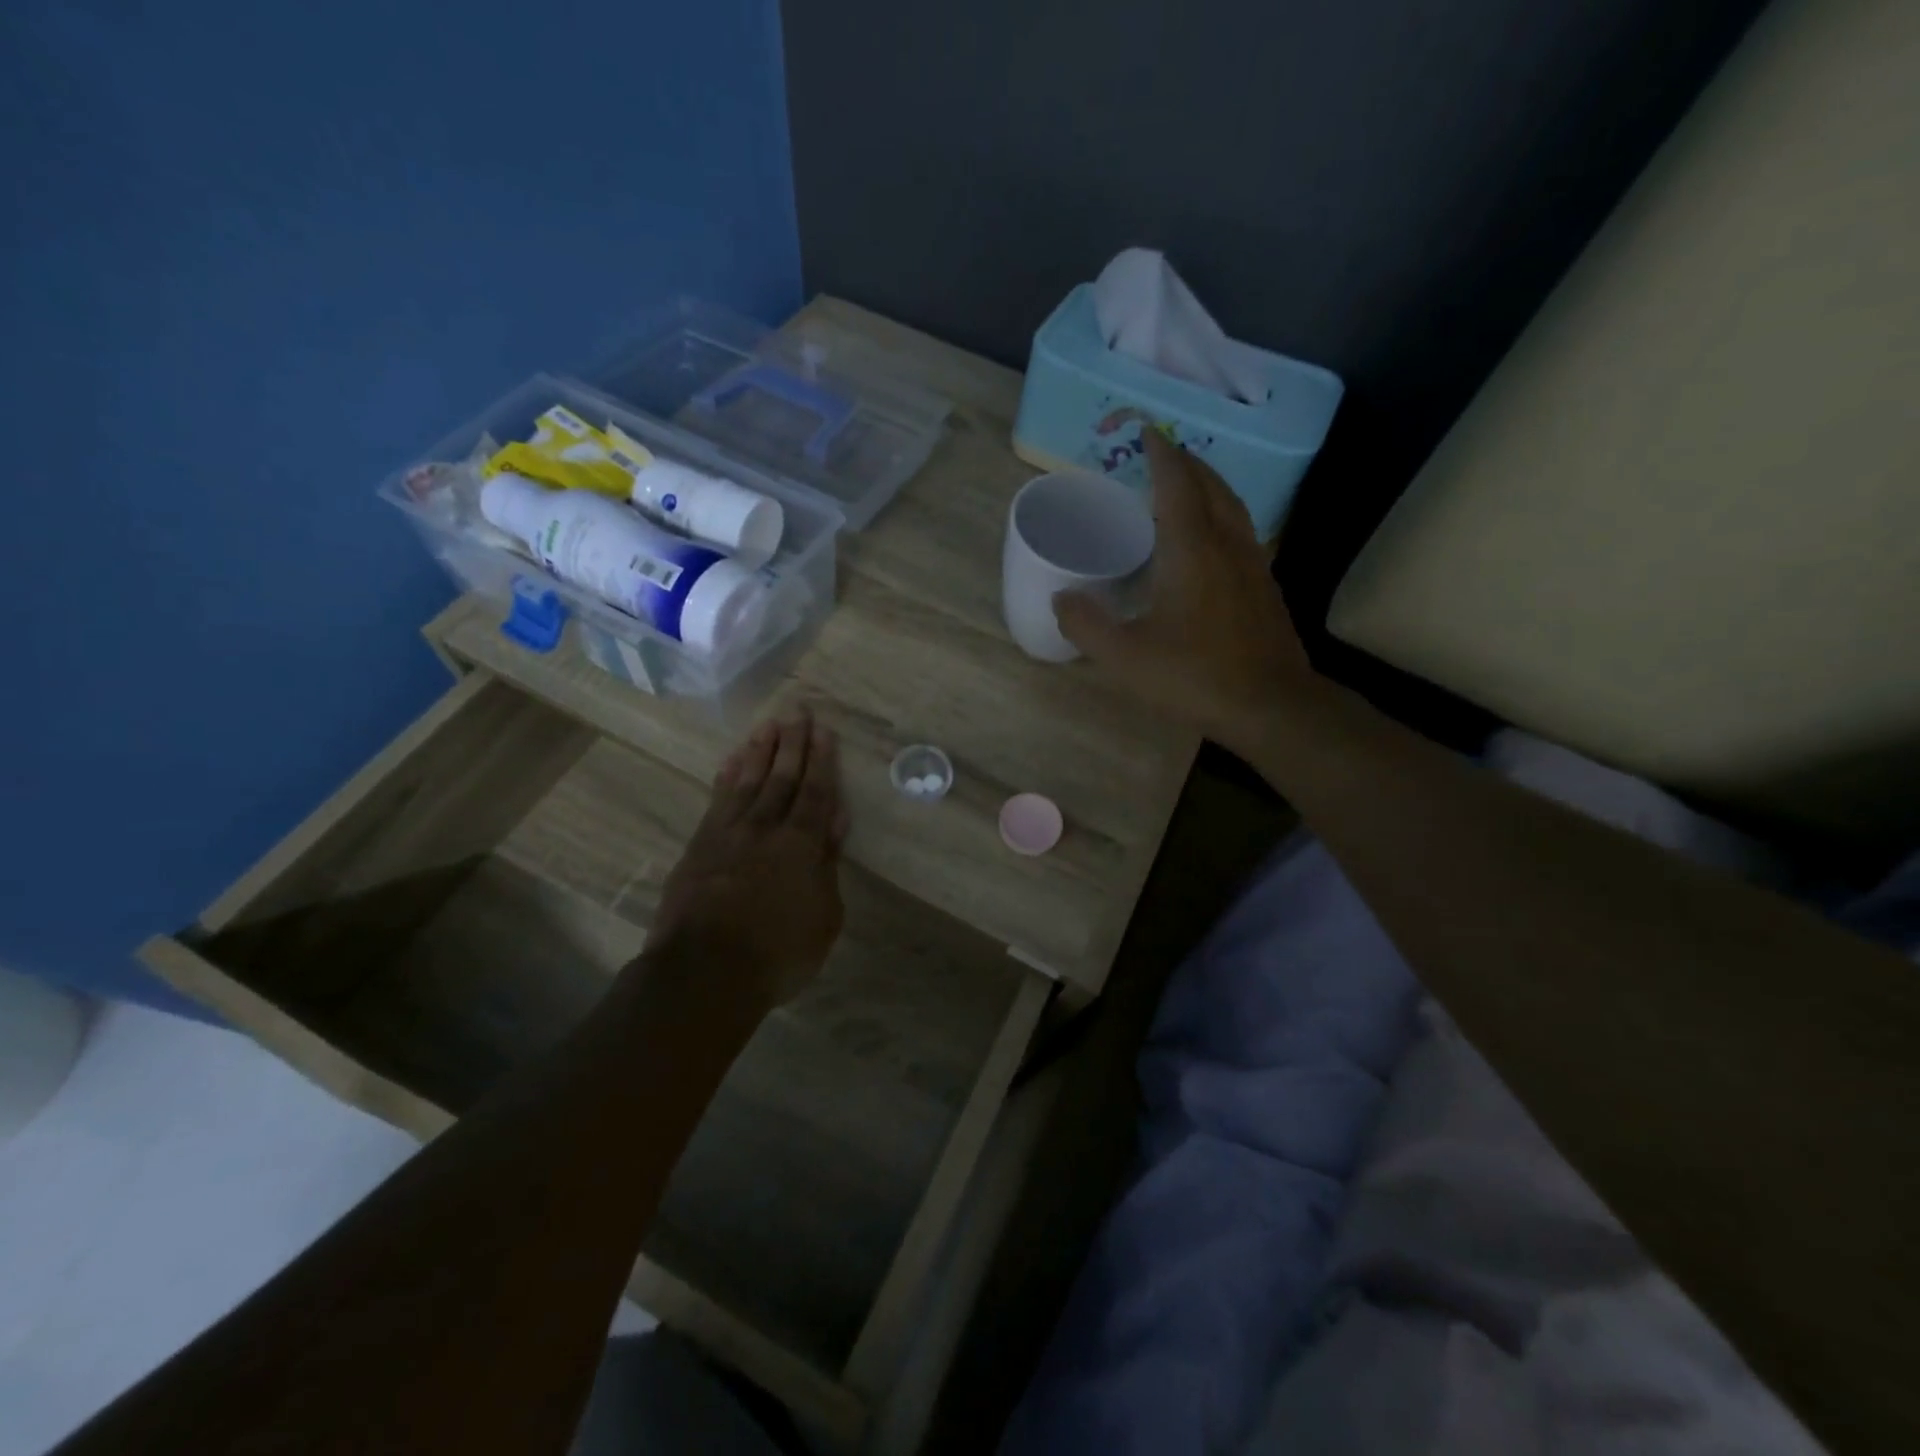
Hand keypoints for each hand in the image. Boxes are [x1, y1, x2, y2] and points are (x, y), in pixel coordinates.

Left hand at [645, 709, 848, 1007]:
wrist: (704, 972)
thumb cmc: (778, 952)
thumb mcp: (824, 916)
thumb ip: (828, 864)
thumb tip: (835, 820)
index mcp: (801, 844)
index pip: (815, 792)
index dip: (822, 760)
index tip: (823, 730)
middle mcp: (765, 828)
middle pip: (781, 777)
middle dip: (792, 744)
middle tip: (797, 711)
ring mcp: (728, 834)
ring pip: (748, 781)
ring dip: (759, 751)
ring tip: (767, 725)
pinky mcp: (699, 846)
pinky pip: (717, 800)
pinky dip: (726, 777)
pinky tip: (731, 762)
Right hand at [1054, 429, 1318, 751]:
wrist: (1270, 705)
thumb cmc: (1194, 675)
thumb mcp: (1125, 657)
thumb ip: (1086, 625)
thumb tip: (1061, 598)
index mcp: (1191, 549)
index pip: (1176, 484)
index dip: (1161, 454)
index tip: (1148, 432)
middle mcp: (1226, 544)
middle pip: (1210, 486)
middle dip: (1186, 463)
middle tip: (1163, 454)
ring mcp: (1252, 564)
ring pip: (1232, 507)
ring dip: (1208, 486)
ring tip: (1186, 486)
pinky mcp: (1264, 587)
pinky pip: (1241, 531)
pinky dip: (1221, 515)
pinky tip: (1210, 539)